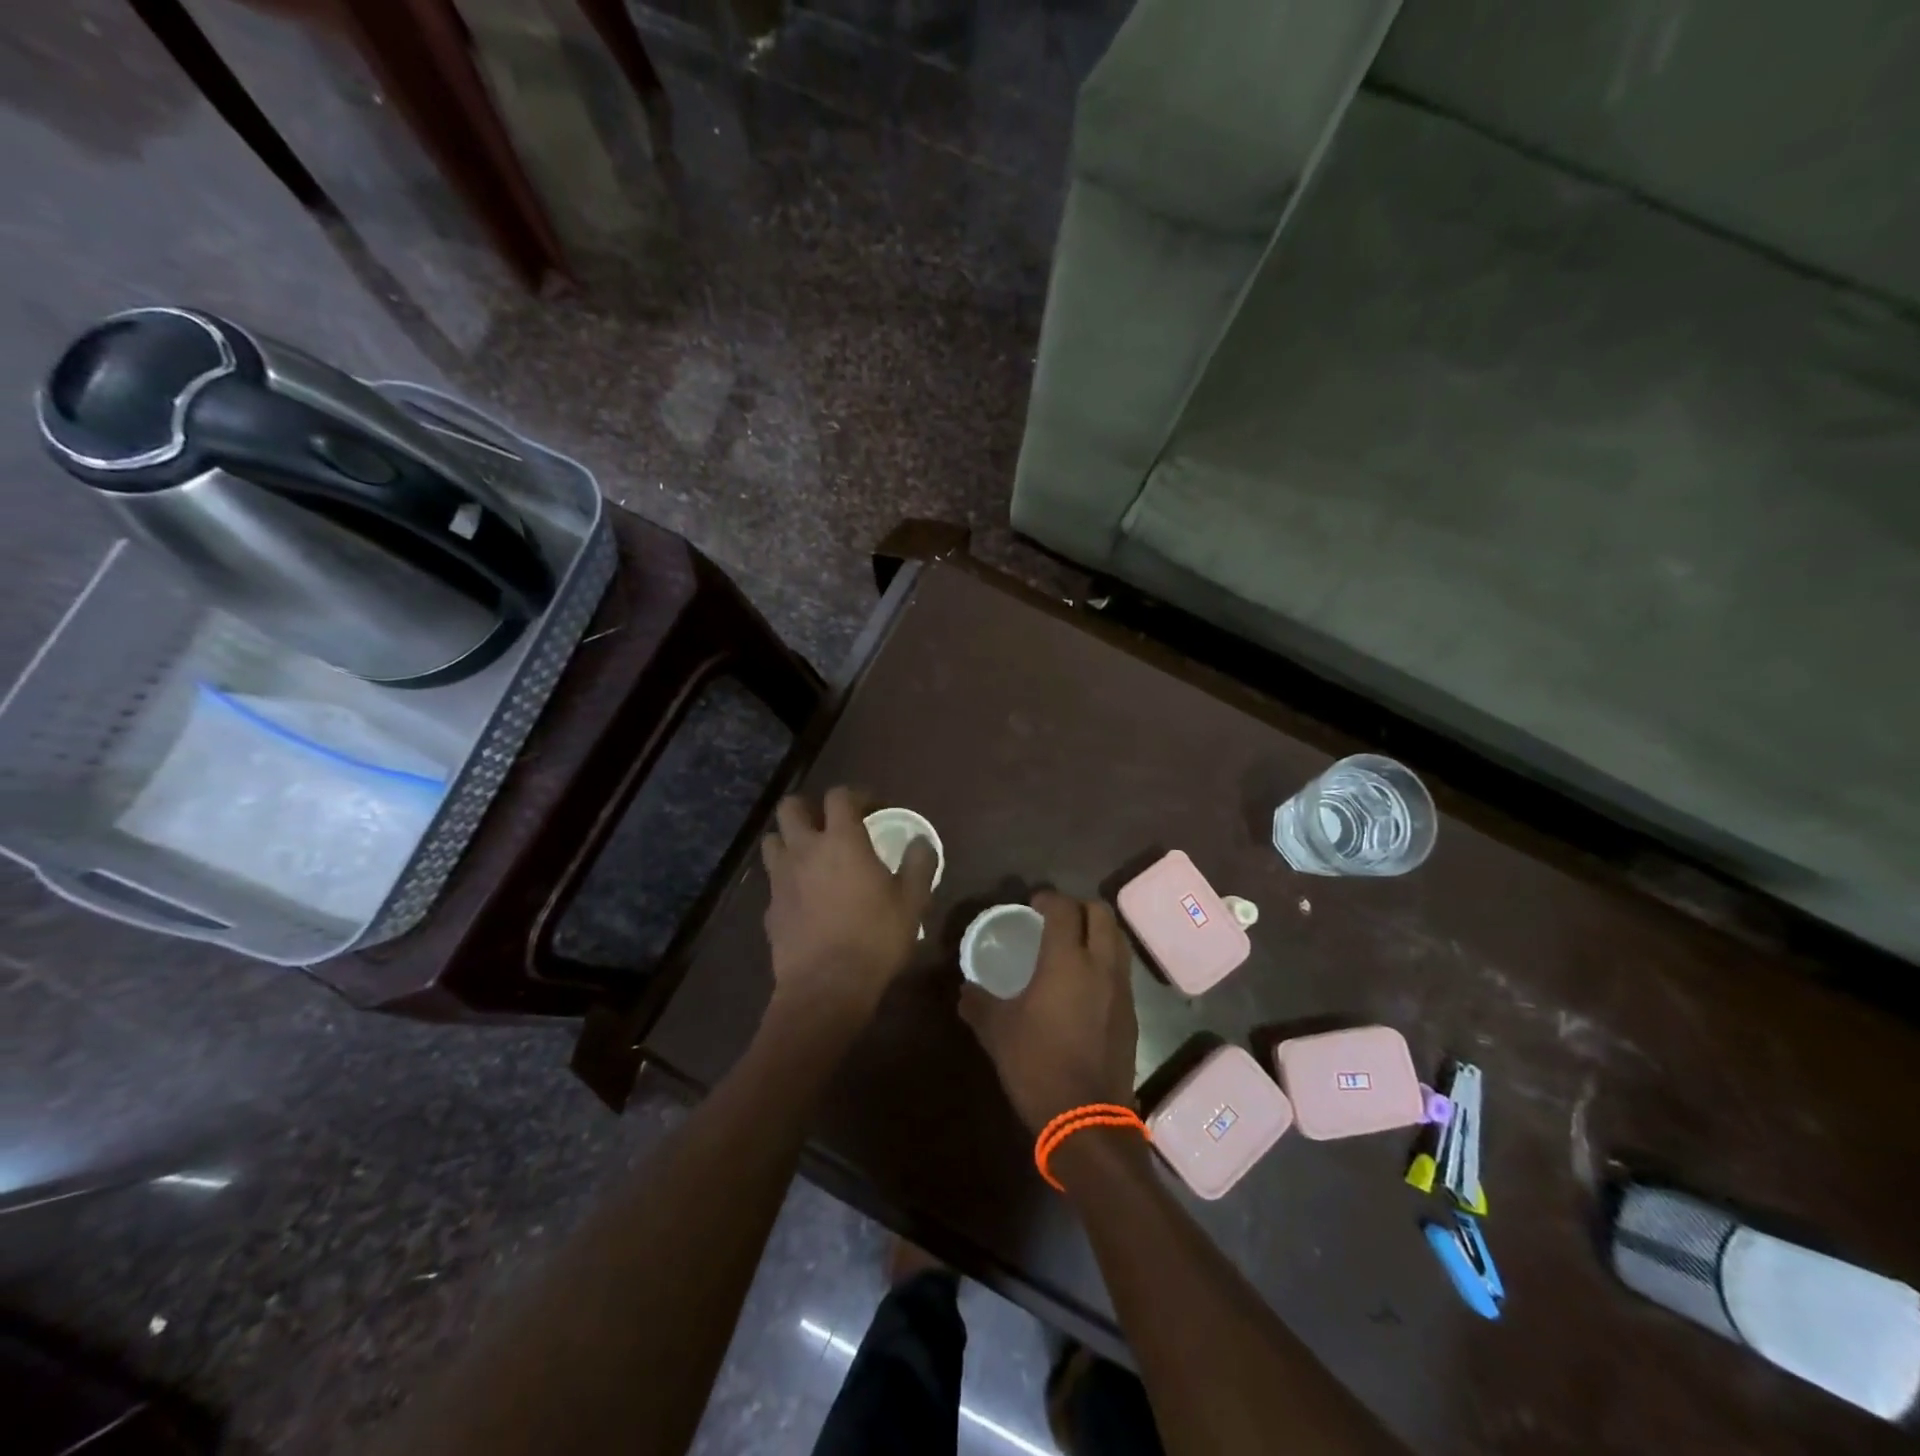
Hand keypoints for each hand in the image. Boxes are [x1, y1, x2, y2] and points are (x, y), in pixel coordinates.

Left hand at [760, 788, 937, 1024]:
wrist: (826, 988)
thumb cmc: (875, 938)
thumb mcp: (912, 901)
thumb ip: (919, 865)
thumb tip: (921, 842)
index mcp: (841, 840)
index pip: (839, 796)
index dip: (856, 795)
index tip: (872, 809)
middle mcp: (805, 849)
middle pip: (791, 807)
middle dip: (809, 808)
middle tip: (831, 825)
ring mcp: (781, 878)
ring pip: (772, 840)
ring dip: (789, 840)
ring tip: (810, 856)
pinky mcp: (769, 907)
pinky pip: (773, 880)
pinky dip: (786, 879)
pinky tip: (803, 898)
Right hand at [958, 891, 1138, 1132]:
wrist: (1086, 1118)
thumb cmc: (1037, 1065)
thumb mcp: (997, 1032)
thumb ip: (978, 1003)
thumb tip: (965, 990)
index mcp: (1066, 961)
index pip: (1064, 909)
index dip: (1049, 898)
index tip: (1034, 902)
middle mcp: (1100, 965)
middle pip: (1101, 914)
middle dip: (1079, 906)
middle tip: (1056, 917)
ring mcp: (1121, 989)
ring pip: (1117, 939)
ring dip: (1097, 930)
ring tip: (1073, 943)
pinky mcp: (1131, 1012)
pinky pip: (1121, 969)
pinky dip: (1105, 959)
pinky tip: (1085, 981)